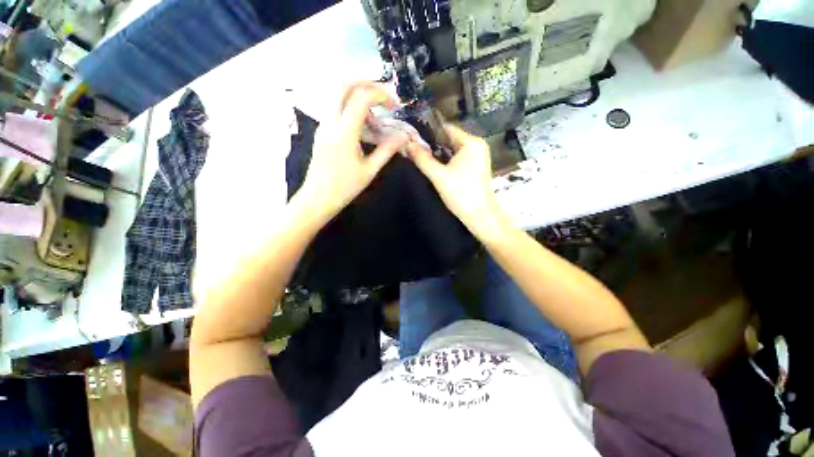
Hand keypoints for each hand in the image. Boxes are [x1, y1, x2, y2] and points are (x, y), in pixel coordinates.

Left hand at [296, 83, 408, 221]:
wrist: (317, 198)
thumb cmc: (345, 187)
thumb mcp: (370, 170)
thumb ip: (387, 150)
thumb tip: (405, 136)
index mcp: (344, 132)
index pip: (361, 98)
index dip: (381, 94)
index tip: (394, 105)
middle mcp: (330, 122)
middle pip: (343, 85)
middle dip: (366, 83)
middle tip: (384, 97)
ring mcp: (324, 124)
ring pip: (338, 95)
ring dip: (359, 97)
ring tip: (376, 119)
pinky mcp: (322, 130)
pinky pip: (337, 109)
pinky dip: (353, 109)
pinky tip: (365, 128)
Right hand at [407, 123, 503, 237]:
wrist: (479, 216)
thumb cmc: (460, 194)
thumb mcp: (438, 176)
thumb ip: (422, 159)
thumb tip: (407, 144)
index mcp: (471, 143)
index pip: (446, 129)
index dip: (428, 132)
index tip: (412, 136)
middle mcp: (476, 146)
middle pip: (449, 139)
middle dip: (432, 144)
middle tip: (413, 148)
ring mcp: (477, 157)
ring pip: (452, 150)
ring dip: (438, 153)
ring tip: (419, 156)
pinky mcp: (475, 168)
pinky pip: (457, 158)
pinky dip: (446, 161)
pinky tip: (433, 166)